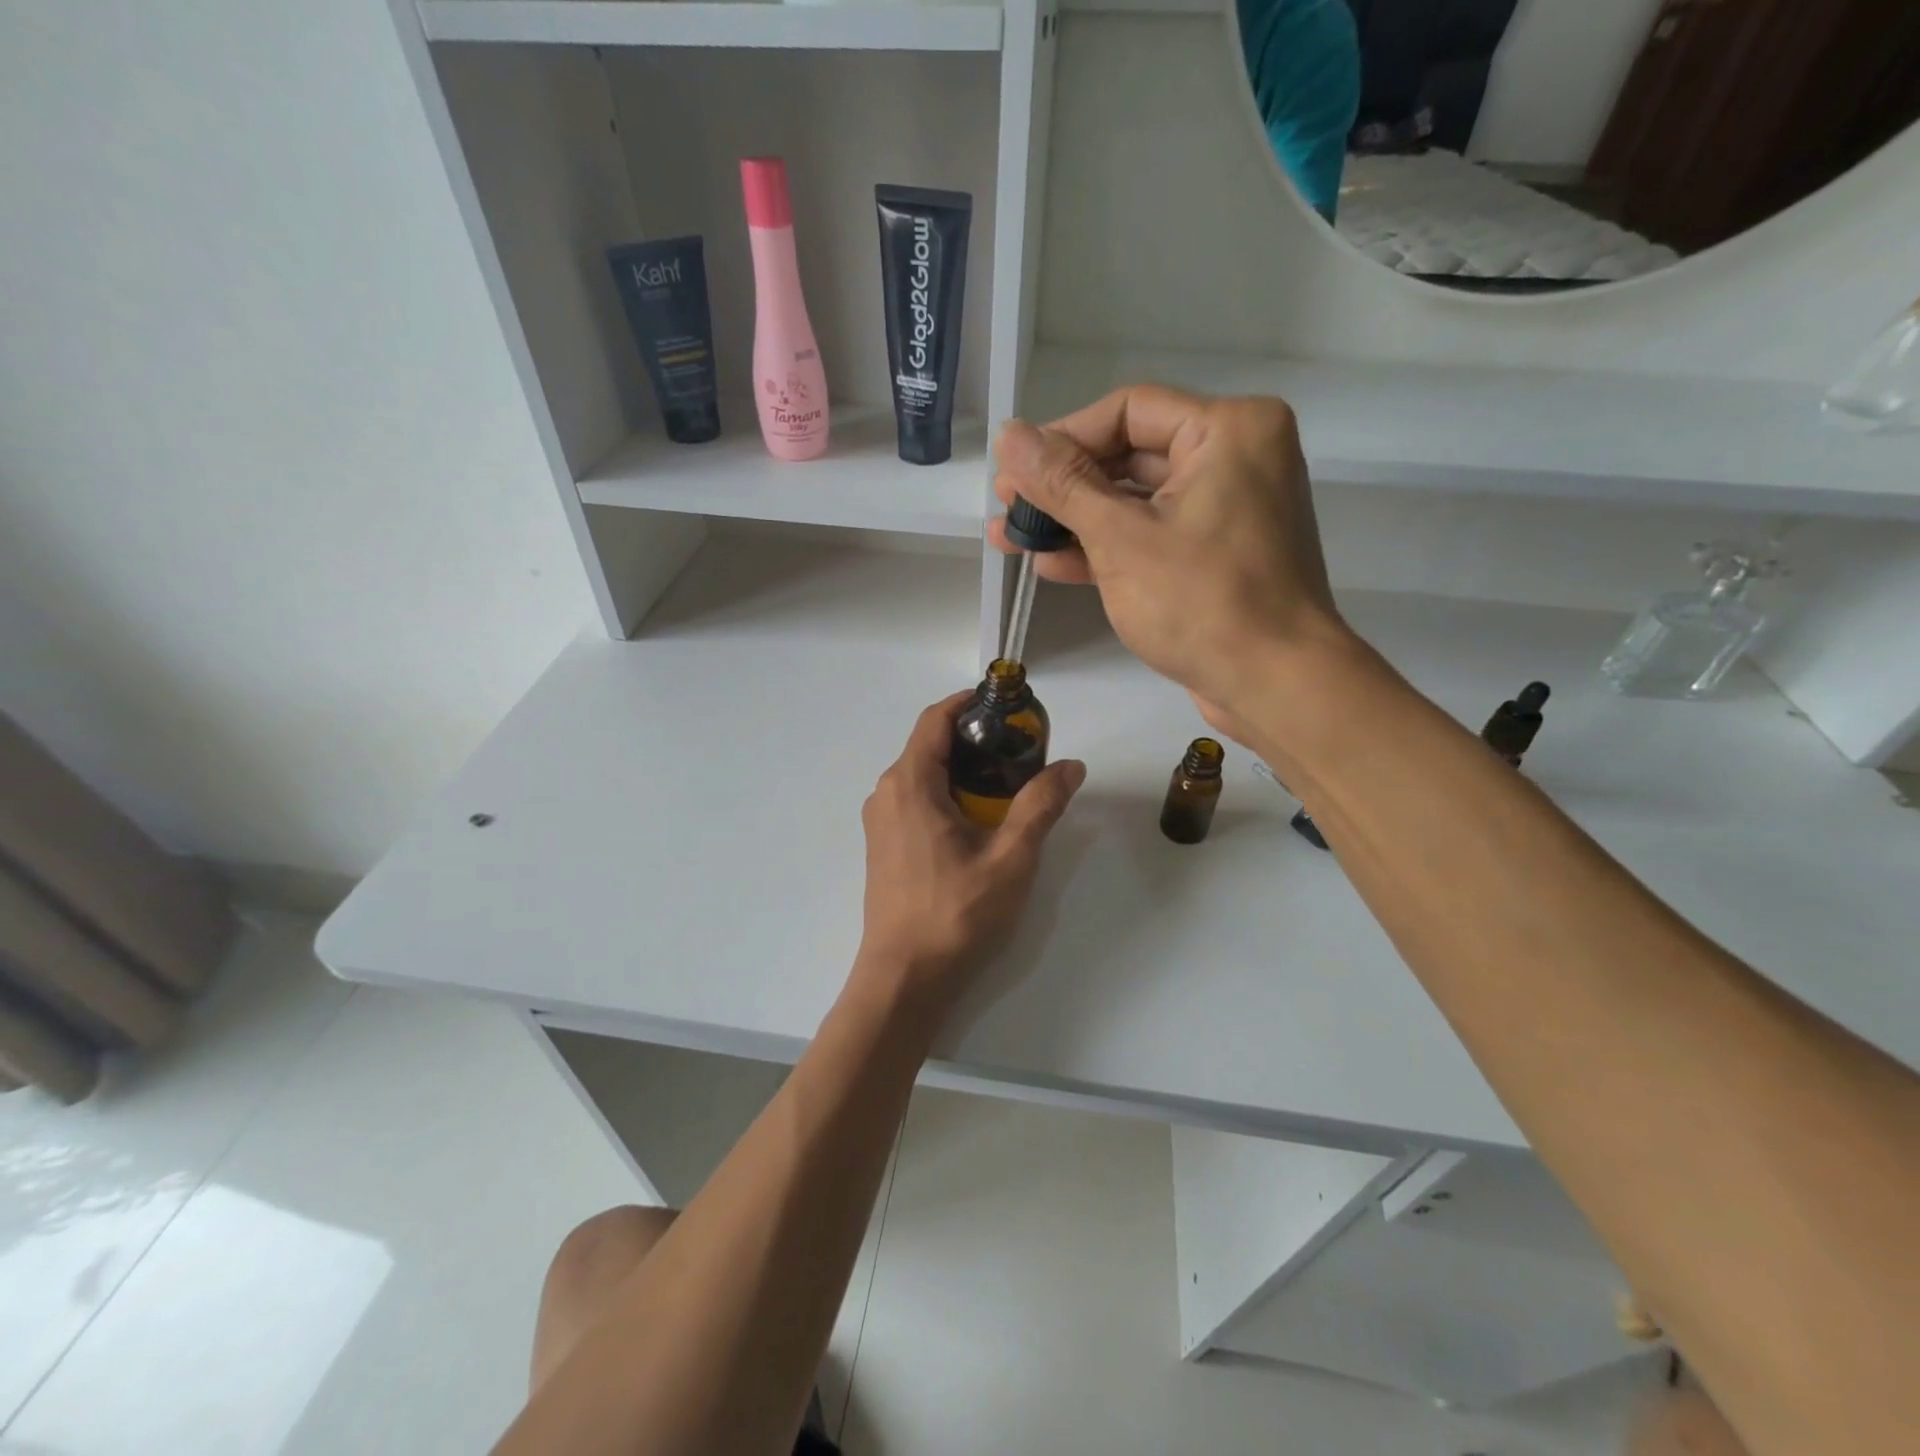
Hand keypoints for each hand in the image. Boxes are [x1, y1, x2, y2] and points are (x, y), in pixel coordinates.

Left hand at [853, 694, 1084, 1017]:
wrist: (904, 977)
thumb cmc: (955, 913)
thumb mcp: (1010, 858)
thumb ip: (1040, 806)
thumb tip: (1071, 765)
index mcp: (910, 784)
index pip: (935, 719)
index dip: (969, 703)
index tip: (1007, 706)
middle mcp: (886, 793)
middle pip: (929, 744)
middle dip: (973, 738)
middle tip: (1020, 750)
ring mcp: (880, 821)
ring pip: (922, 774)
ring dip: (961, 768)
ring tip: (1006, 784)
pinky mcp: (883, 845)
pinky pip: (915, 800)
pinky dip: (946, 793)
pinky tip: (978, 819)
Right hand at [989, 385, 1353, 741]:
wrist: (1275, 686)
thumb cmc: (1202, 602)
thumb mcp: (1121, 538)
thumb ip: (1062, 484)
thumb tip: (1009, 434)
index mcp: (1228, 429)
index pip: (1127, 411)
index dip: (1062, 438)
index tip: (1013, 471)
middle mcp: (1234, 457)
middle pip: (1129, 454)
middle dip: (1062, 486)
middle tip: (1006, 507)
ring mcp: (1226, 509)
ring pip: (1136, 500)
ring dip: (1074, 521)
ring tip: (1011, 538)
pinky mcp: (1215, 554)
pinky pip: (1153, 535)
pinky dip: (1106, 548)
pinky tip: (1051, 564)